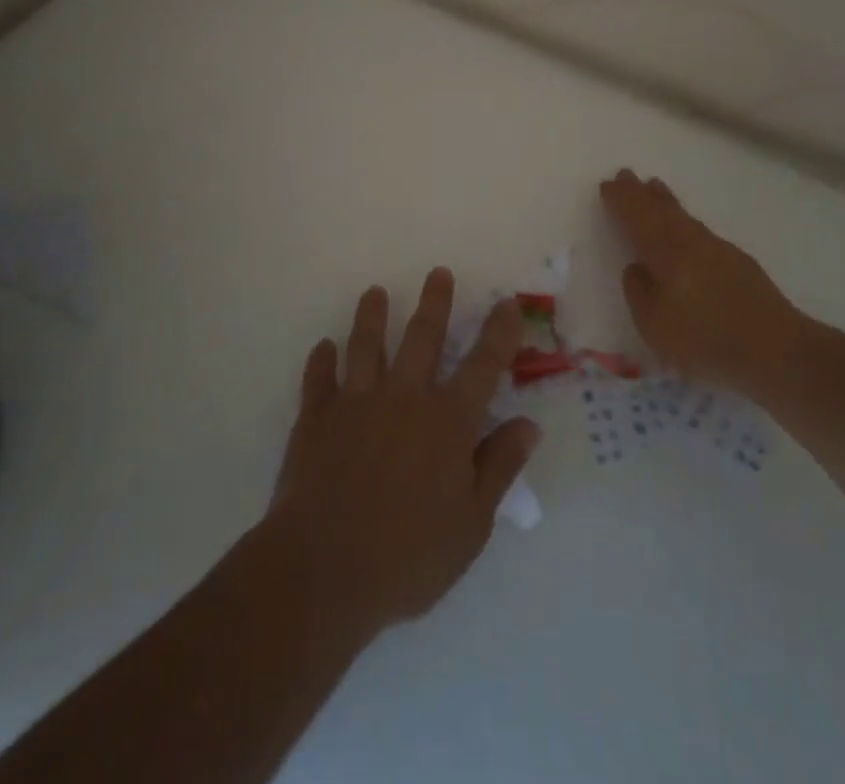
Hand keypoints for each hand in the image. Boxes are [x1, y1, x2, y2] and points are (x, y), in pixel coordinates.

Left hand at [269, 269, 540, 638]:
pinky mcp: (317, 418)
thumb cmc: (408, 556)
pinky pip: (319, 378)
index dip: (499, 332)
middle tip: (438, 272)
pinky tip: (323, 347)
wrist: (323, 572)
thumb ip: (499, 466)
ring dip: (372, 315)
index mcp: (447, 421)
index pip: (483, 364)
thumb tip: (528, 423)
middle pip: (422, 337)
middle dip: (434, 302)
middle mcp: (404, 398)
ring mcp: (356, 402)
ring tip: (375, 292)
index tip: (506, 303)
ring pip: (366, 345)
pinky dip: (321, 360)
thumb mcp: (472, 524)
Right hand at [600, 169, 799, 396]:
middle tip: (626, 175)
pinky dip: (686, 220)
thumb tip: (636, 267)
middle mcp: (692, 242)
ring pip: (685, 217)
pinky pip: (701, 230)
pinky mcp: (739, 264)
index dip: (622, 201)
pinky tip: (687, 227)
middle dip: (641, 193)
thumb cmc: (705, 340)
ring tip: (654, 187)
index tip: (608, 184)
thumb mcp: (655, 325)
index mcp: (666, 252)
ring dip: (666, 202)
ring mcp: (719, 250)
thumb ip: (639, 293)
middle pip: (662, 210)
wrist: (777, 351)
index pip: (638, 218)